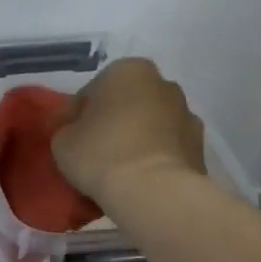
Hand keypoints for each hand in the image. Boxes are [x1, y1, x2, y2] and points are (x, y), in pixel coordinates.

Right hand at [50, 57, 207, 207]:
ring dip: (135, 138)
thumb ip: (67, 129)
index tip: (65, 137)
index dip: (74, 116)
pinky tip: (138, 177)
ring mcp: (186, 114)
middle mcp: (162, 83)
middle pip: (126, 103)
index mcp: (127, 71)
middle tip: (91, 150)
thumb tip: (76, 131)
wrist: (152, 190)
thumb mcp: (62, 141)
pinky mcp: (199, 145)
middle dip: (111, 122)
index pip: (91, 92)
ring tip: (117, 167)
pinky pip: (166, 147)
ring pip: (149, 124)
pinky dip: (153, 157)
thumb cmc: (101, 155)